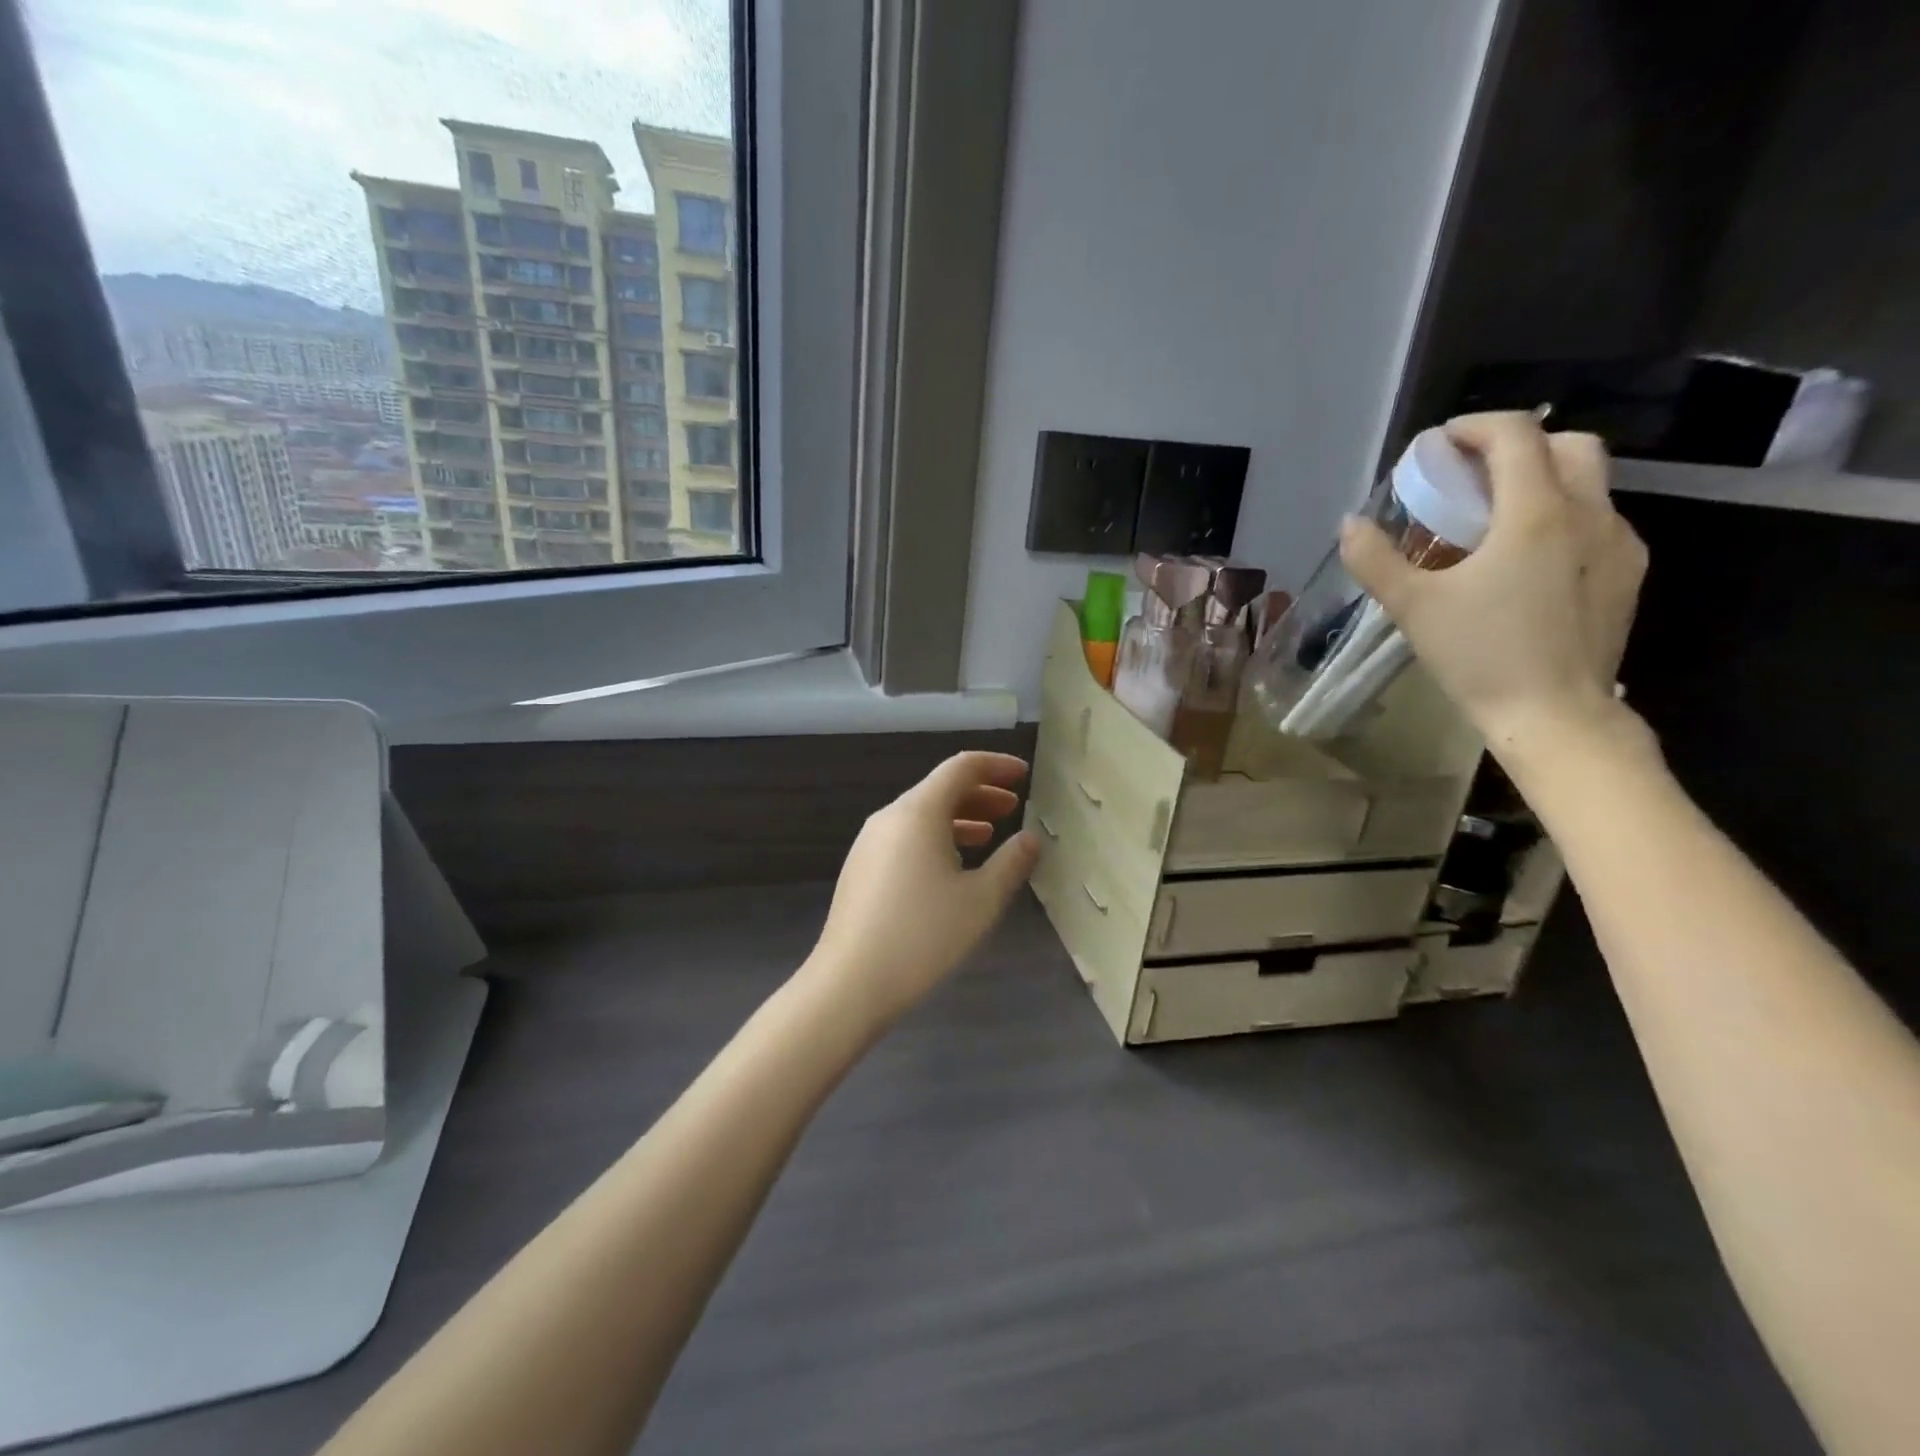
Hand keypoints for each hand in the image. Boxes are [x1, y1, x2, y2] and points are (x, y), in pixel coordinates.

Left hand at [802, 752, 1040, 1031]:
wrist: (850, 982)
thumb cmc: (923, 935)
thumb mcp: (981, 900)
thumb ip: (1011, 863)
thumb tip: (1030, 839)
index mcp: (918, 812)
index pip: (961, 767)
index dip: (996, 766)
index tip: (1023, 775)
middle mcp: (890, 817)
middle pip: (939, 789)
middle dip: (980, 793)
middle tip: (1013, 808)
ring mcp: (869, 843)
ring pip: (921, 815)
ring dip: (959, 818)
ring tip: (989, 836)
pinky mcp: (861, 868)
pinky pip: (905, 837)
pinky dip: (935, 838)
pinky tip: (952, 868)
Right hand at [1339, 412, 1648, 764]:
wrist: (1555, 715)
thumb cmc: (1481, 656)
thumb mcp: (1413, 607)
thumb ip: (1376, 560)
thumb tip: (1349, 524)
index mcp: (1536, 512)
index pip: (1516, 435)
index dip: (1474, 428)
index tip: (1439, 446)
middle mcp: (1589, 513)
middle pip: (1568, 444)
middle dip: (1518, 446)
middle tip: (1472, 477)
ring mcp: (1619, 543)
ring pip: (1589, 483)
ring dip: (1542, 481)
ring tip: (1496, 520)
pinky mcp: (1627, 574)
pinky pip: (1598, 522)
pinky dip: (1562, 517)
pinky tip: (1528, 561)